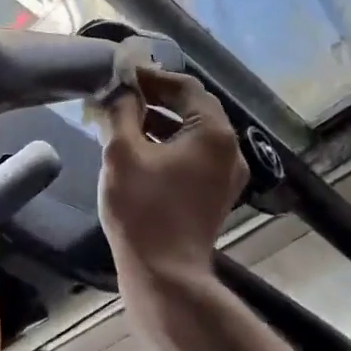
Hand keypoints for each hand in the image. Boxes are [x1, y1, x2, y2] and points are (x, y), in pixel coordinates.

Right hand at [93, 67, 249, 299]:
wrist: (165, 275)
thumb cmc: (143, 209)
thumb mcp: (122, 153)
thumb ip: (122, 111)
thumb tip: (121, 88)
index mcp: (213, 132)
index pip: (185, 87)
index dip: (152, 77)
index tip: (123, 75)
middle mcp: (229, 149)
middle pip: (193, 108)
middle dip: (157, 98)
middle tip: (122, 94)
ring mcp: (226, 174)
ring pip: (193, 133)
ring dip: (161, 122)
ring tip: (124, 118)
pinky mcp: (216, 194)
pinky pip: (194, 155)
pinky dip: (169, 144)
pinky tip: (139, 147)